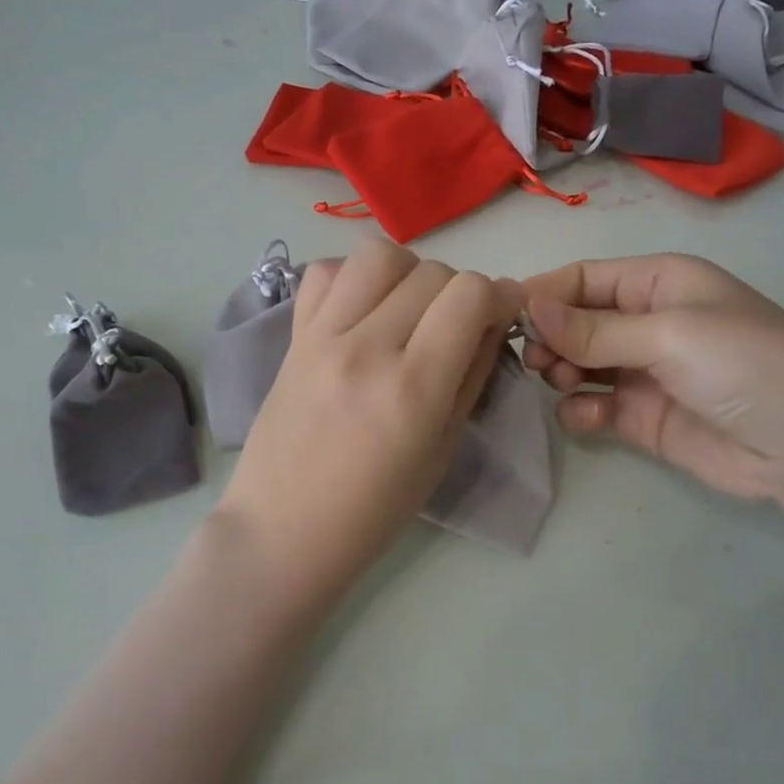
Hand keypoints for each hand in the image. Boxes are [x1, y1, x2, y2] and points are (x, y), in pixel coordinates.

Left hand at [220, 239, 521, 597]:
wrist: (282, 528)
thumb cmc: (374, 509)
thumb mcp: (443, 449)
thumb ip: (472, 375)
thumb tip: (492, 321)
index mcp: (413, 388)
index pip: (471, 295)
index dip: (500, 297)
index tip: (501, 317)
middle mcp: (367, 348)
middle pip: (433, 271)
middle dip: (459, 292)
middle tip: (454, 328)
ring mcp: (323, 336)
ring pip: (379, 255)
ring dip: (408, 274)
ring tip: (407, 310)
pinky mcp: (293, 336)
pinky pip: (325, 273)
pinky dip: (354, 279)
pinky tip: (362, 312)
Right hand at [522, 254, 783, 520]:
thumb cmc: (743, 362)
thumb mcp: (667, 332)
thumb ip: (592, 328)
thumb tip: (525, 305)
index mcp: (657, 283)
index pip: (584, 279)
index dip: (544, 293)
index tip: (503, 316)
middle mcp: (645, 323)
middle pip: (574, 322)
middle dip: (549, 336)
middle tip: (533, 358)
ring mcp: (642, 373)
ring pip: (577, 364)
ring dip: (560, 371)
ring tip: (561, 382)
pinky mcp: (641, 418)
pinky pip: (592, 408)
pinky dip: (580, 412)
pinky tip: (586, 417)